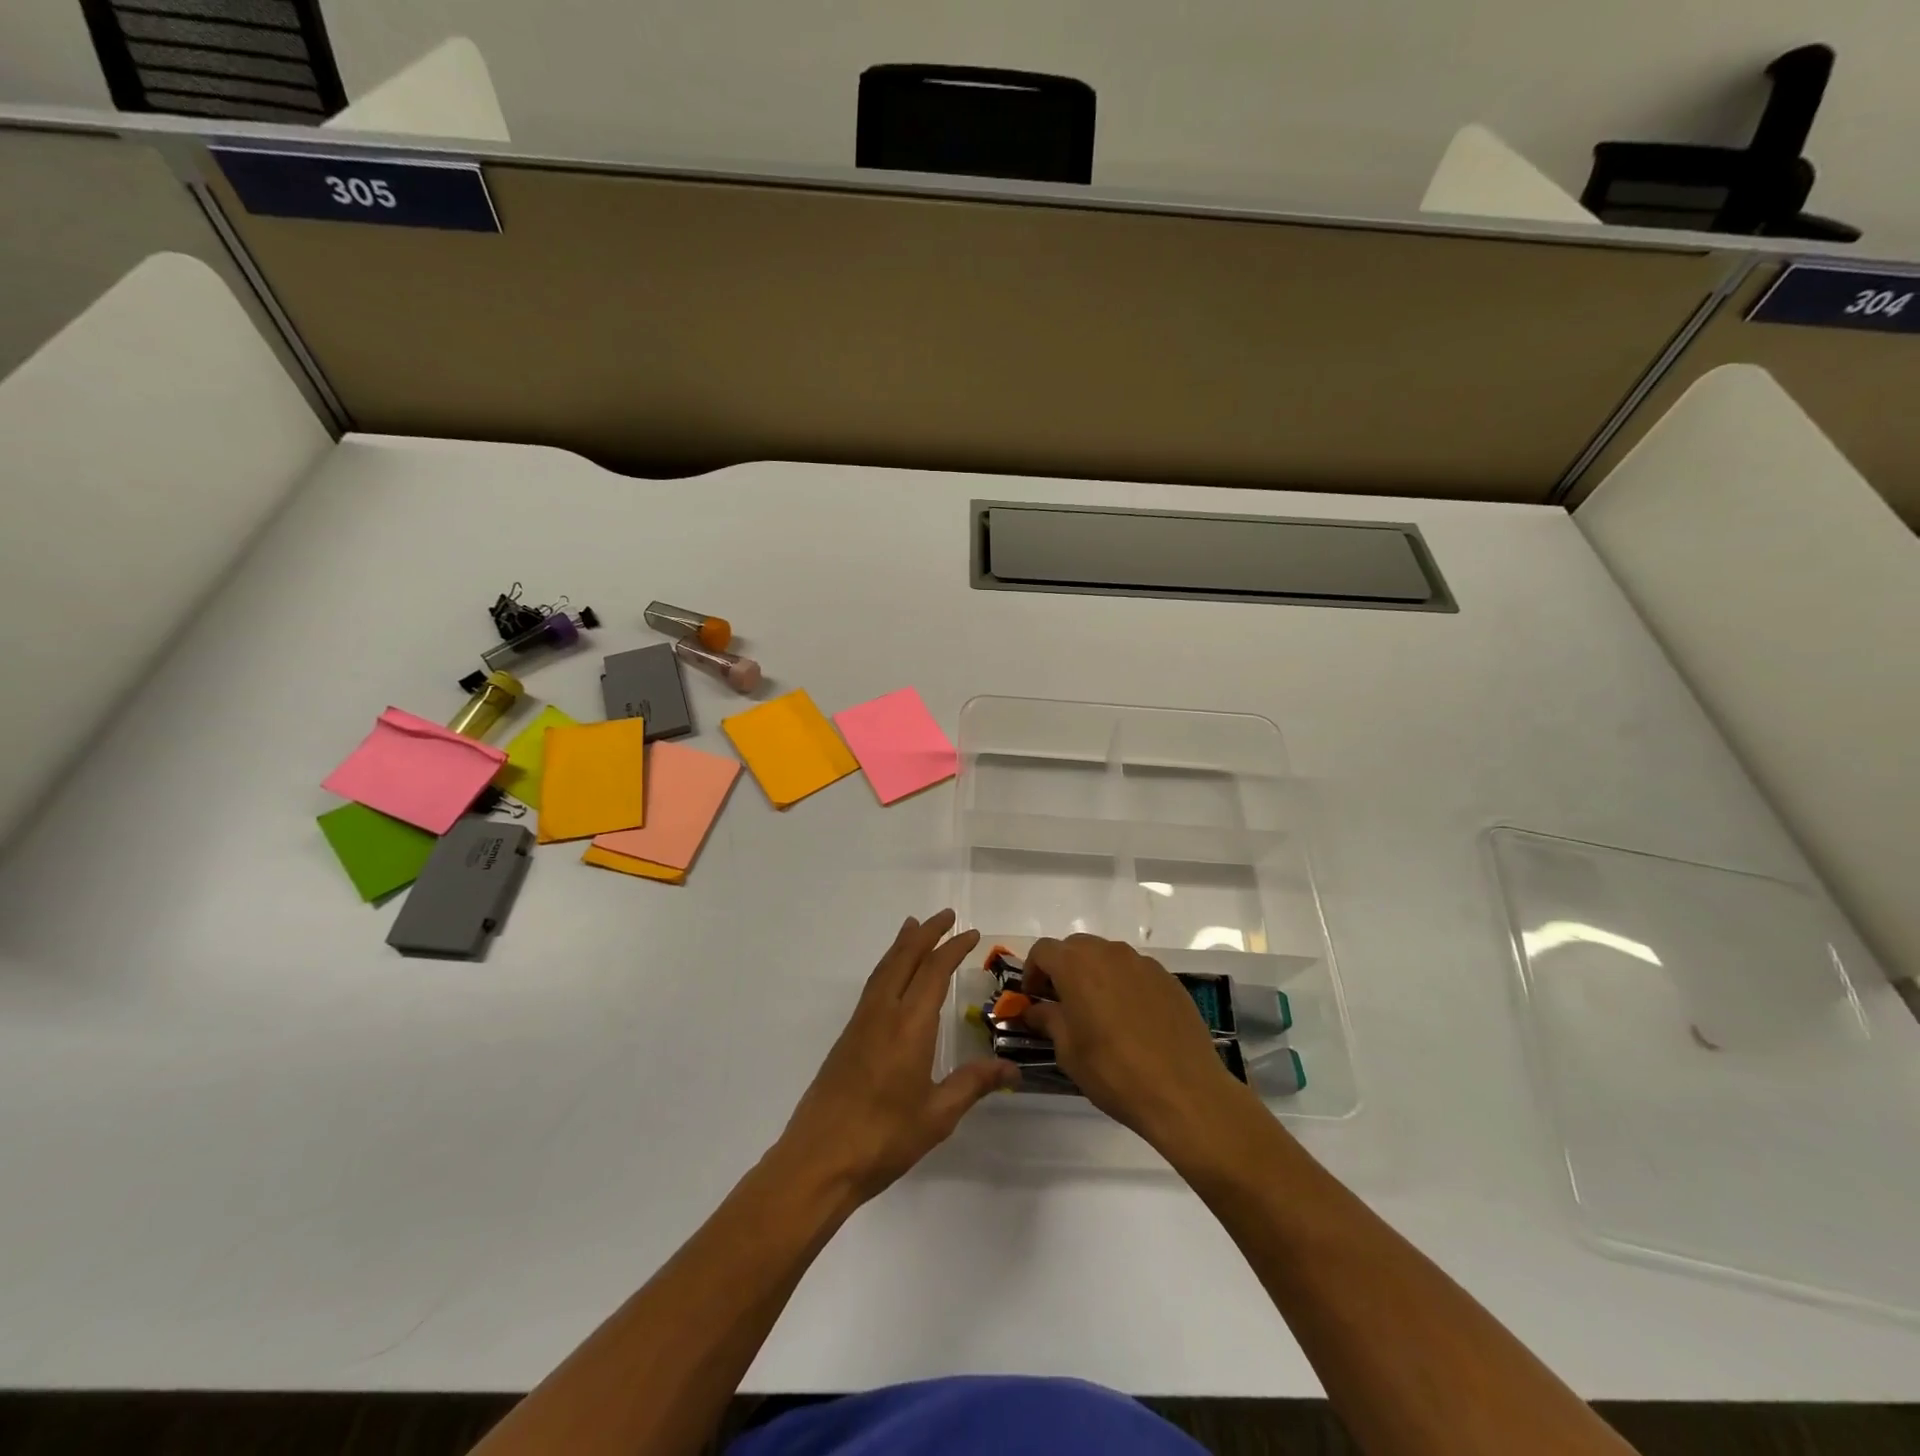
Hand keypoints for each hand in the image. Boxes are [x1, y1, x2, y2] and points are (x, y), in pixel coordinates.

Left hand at [776, 910, 1018, 1203]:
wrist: (818, 1161)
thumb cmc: (883, 1139)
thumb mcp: (938, 1116)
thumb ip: (973, 1085)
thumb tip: (1013, 1070)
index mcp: (909, 1026)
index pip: (934, 972)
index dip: (954, 949)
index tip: (972, 933)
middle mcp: (883, 1013)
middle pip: (905, 959)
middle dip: (927, 934)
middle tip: (946, 915)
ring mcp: (861, 1023)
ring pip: (885, 969)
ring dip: (902, 945)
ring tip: (914, 926)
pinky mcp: (848, 1038)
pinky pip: (873, 986)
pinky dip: (888, 966)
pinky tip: (892, 975)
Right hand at [1022, 934, 1258, 1150]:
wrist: (1184, 1092)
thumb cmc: (1114, 1071)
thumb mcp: (1068, 1051)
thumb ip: (1048, 1020)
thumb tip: (1035, 1010)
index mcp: (1077, 965)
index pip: (1043, 950)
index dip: (1032, 971)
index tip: (1034, 998)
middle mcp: (1109, 953)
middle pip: (1076, 947)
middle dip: (1063, 969)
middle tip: (1062, 1003)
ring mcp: (1143, 963)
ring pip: (1107, 956)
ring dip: (1094, 974)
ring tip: (1098, 1012)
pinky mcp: (1168, 978)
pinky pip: (1135, 971)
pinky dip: (1124, 984)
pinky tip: (1131, 1019)